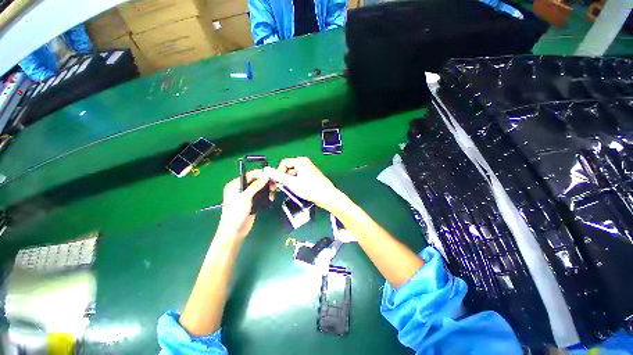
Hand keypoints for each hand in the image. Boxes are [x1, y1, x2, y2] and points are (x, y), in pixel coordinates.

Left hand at [215, 171, 272, 239]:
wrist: (235, 231)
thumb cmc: (236, 212)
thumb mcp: (245, 197)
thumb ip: (256, 185)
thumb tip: (266, 176)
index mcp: (235, 184)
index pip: (249, 175)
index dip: (260, 174)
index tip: (271, 175)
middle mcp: (241, 188)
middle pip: (256, 181)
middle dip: (265, 182)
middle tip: (274, 186)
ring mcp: (247, 195)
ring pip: (260, 188)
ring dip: (267, 189)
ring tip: (273, 193)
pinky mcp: (252, 202)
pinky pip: (261, 195)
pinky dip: (266, 195)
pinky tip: (271, 197)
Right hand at [263, 157, 343, 210]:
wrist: (327, 196)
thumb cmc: (310, 188)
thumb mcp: (292, 183)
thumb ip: (278, 176)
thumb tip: (265, 169)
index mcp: (300, 161)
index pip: (283, 163)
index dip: (278, 172)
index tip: (276, 183)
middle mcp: (304, 163)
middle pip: (288, 169)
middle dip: (283, 178)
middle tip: (281, 188)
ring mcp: (308, 170)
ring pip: (293, 174)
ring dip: (289, 182)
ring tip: (291, 190)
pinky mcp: (311, 177)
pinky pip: (299, 178)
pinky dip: (295, 183)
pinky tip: (297, 190)